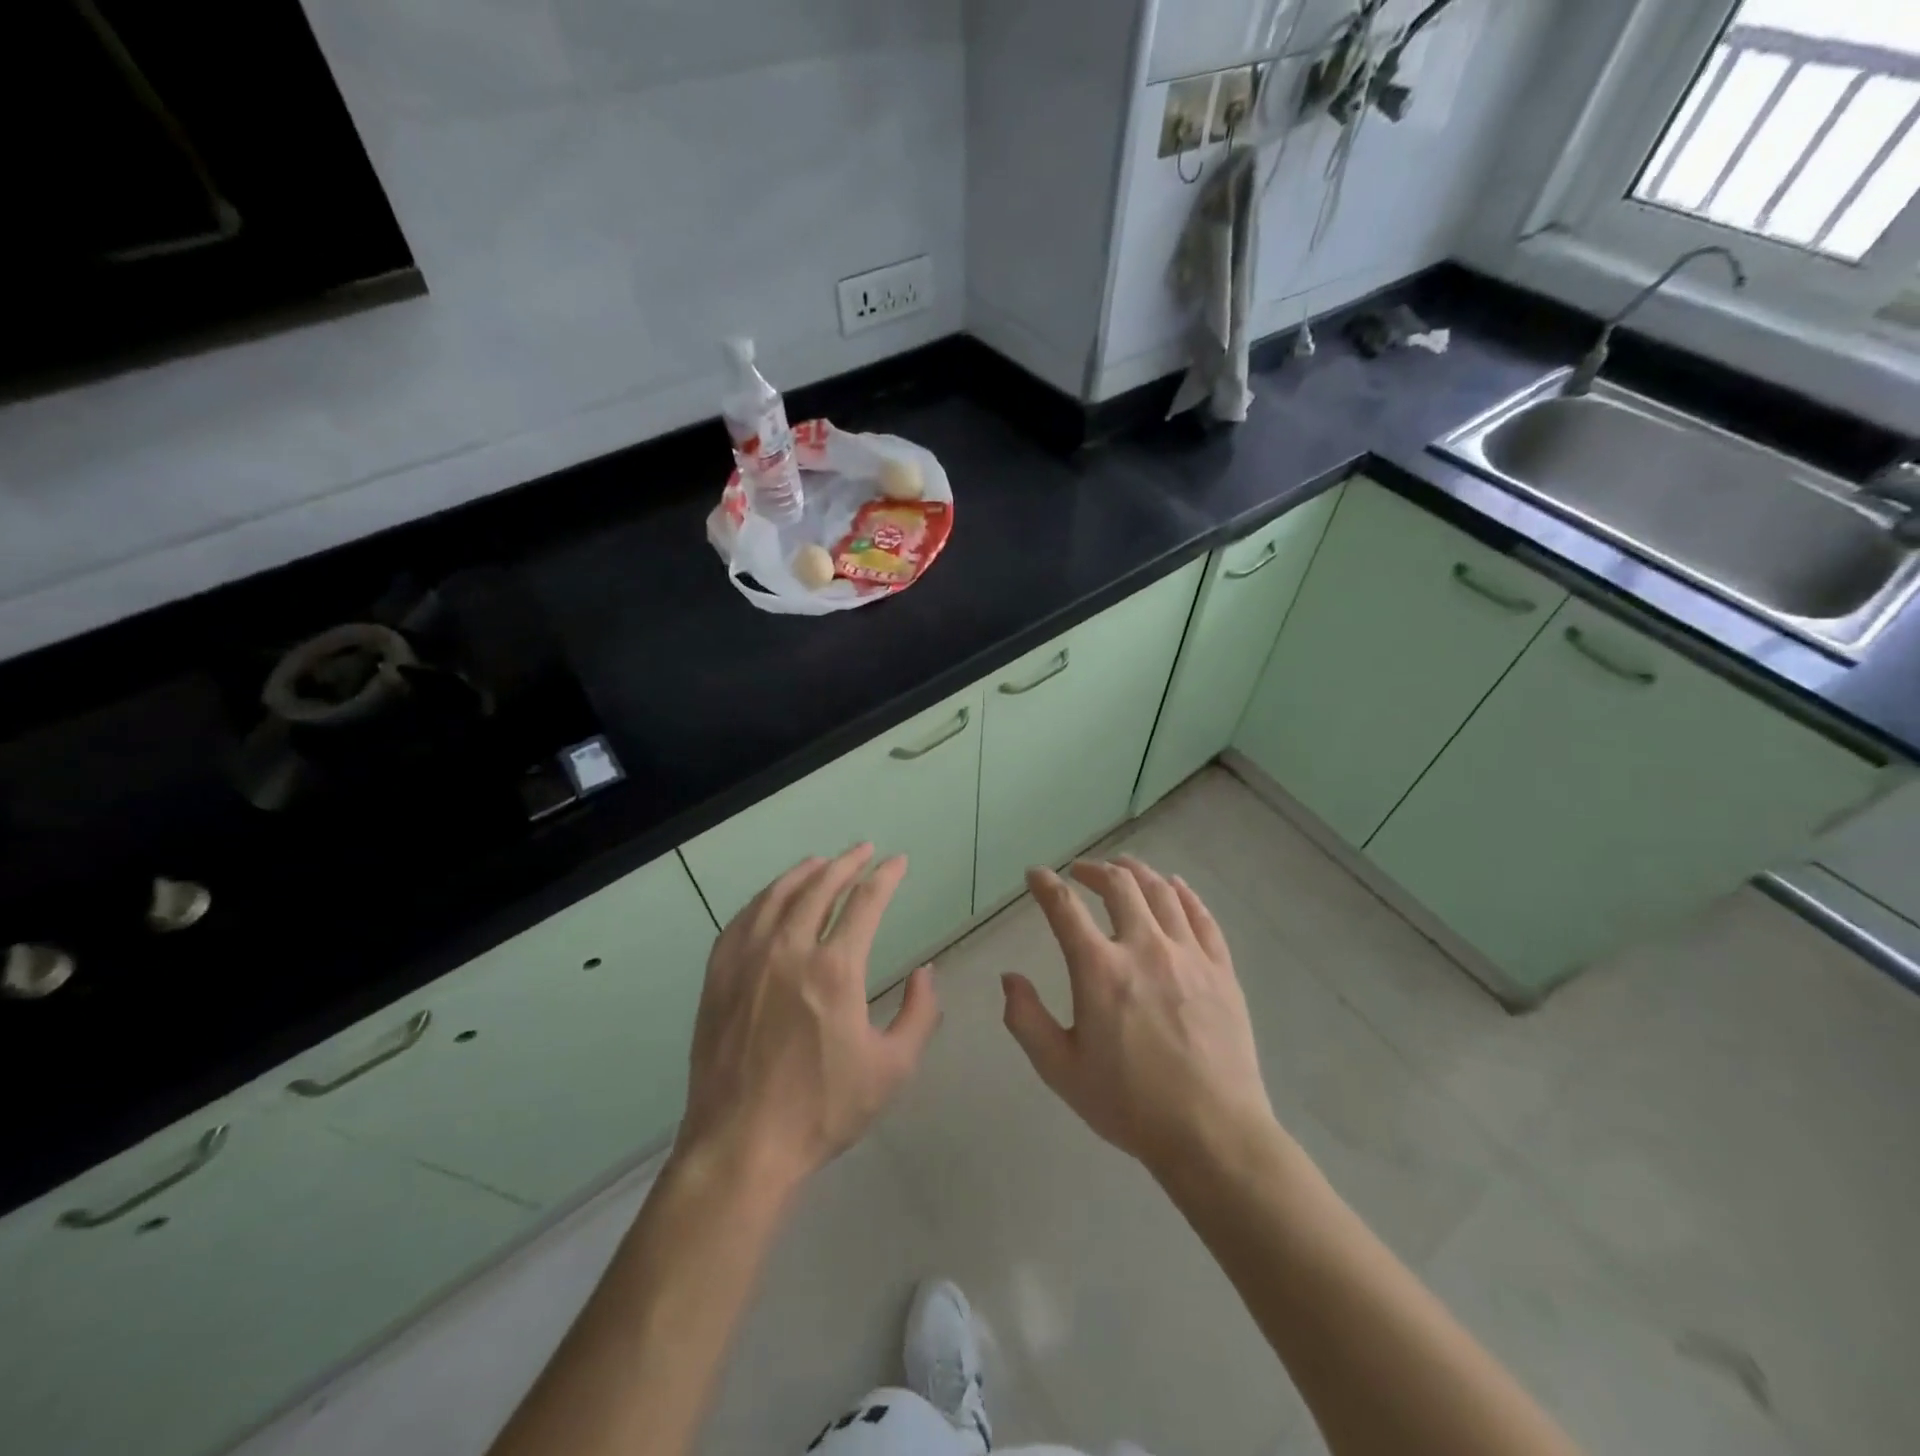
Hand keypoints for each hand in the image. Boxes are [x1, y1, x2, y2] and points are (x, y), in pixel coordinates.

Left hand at [677, 845, 940, 1194]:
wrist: (740, 1146)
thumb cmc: (821, 1110)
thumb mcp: (891, 1069)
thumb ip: (919, 1015)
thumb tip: (925, 972)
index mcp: (834, 970)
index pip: (865, 903)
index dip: (885, 877)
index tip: (898, 862)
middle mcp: (789, 951)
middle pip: (820, 887)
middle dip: (846, 863)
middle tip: (863, 850)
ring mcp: (747, 961)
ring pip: (777, 897)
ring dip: (804, 873)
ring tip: (820, 862)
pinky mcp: (719, 978)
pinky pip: (741, 921)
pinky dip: (761, 899)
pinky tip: (770, 899)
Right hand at [1003, 856, 1274, 1178]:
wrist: (1213, 1134)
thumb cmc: (1130, 1104)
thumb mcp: (1061, 1070)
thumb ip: (1027, 1020)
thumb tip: (1009, 979)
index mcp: (1099, 969)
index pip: (1065, 908)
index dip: (1045, 885)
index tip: (1035, 875)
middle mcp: (1144, 947)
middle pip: (1119, 885)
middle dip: (1093, 869)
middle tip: (1080, 871)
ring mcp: (1188, 955)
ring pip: (1161, 892)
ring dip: (1137, 872)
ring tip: (1123, 868)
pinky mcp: (1221, 969)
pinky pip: (1202, 916)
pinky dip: (1183, 893)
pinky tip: (1175, 887)